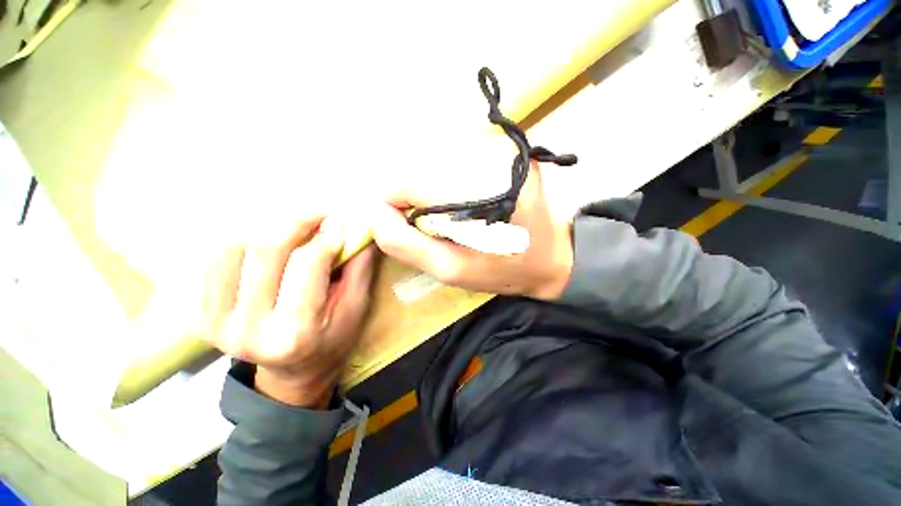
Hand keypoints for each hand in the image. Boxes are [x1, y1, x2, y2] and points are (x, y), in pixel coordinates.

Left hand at [202, 214, 376, 407]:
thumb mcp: (357, 308)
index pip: (307, 264)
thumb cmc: (333, 340)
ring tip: (294, 225)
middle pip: (266, 250)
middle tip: (319, 213)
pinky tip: (266, 239)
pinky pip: (212, 258)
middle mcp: (249, 330)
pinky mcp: (200, 315)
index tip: (342, 223)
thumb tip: (359, 227)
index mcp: (295, 334)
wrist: (293, 372)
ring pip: (233, 246)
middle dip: (297, 221)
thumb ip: (359, 267)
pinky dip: (241, 237)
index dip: (327, 235)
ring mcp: (215, 323)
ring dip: (267, 225)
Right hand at [370, 162, 572, 299]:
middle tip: (429, 225)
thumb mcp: (451, 270)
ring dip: (427, 187)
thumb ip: (406, 243)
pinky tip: (458, 201)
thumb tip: (372, 211)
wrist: (552, 256)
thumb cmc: (503, 269)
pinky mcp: (503, 147)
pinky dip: (444, 179)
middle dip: (410, 196)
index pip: (405, 179)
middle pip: (417, 165)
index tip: (402, 226)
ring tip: (445, 215)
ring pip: (432, 158)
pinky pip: (453, 157)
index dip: (391, 203)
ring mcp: (499, 147)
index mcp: (478, 192)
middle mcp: (489, 157)